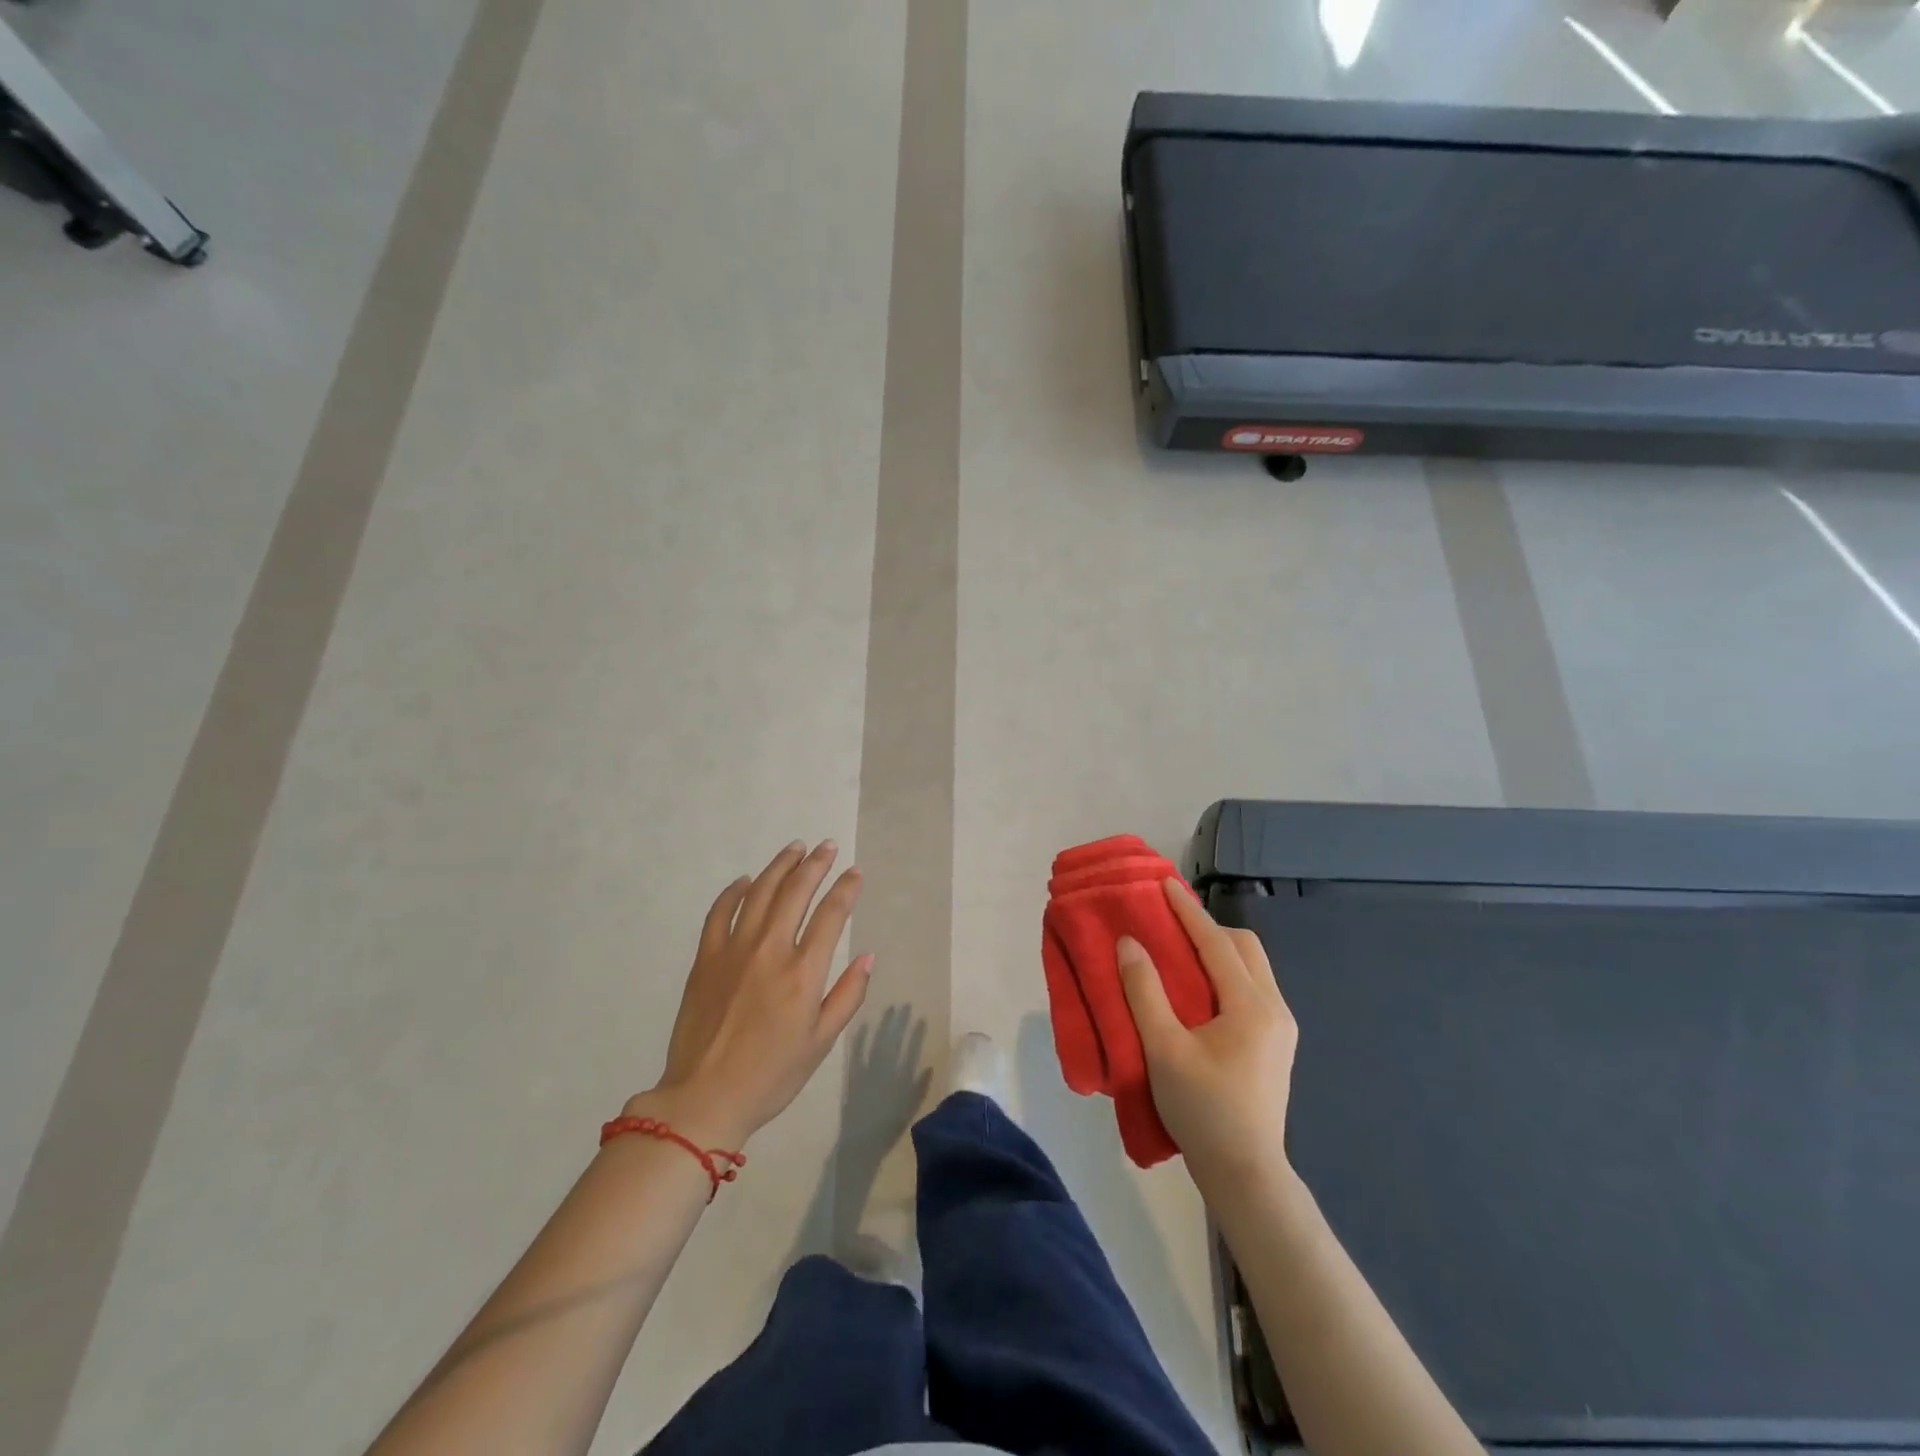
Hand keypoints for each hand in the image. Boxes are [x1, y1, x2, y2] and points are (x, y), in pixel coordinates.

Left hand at [630, 841, 871, 1148]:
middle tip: (827, 846)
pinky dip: (734, 892)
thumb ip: (847, 996)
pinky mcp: (705, 958)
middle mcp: (770, 950)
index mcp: (803, 973)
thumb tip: (867, 957)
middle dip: (816, 864)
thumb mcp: (821, 1043)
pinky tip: (745, 881)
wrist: (704, 1098)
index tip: (855, 872)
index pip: (831, 915)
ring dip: (780, 866)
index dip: (846, 888)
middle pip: (796, 892)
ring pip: (760, 893)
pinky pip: (720, 912)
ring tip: (794, 849)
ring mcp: (733, 950)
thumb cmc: (771, 1075)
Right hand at [1118, 879, 1297, 1188]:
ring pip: (1251, 967)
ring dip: (1218, 950)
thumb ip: (1144, 992)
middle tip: (1170, 924)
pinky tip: (1199, 990)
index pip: (1216, 942)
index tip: (1164, 884)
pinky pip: (1251, 988)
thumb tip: (1130, 943)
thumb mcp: (1163, 1049)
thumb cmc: (1202, 1110)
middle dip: (1208, 927)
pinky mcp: (1276, 1043)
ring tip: (1180, 953)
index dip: (1187, 911)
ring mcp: (1280, 1027)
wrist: (1245, 1173)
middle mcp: (1274, 1008)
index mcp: (1251, 1006)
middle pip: (1244, 947)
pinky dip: (1225, 973)